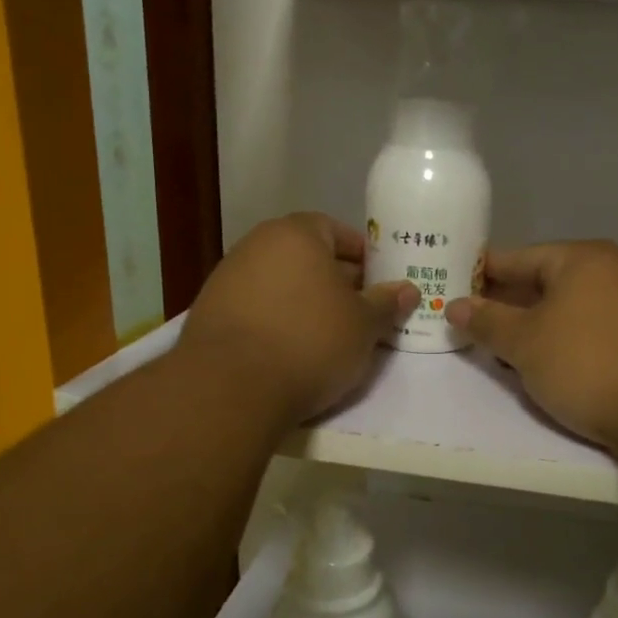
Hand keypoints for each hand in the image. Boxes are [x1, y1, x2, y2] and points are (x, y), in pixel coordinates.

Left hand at [179, 213, 418, 424]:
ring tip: (328, 333)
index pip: (335, 229)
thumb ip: (386, 303)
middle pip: (305, 256)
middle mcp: (257, 245)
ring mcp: (228, 278)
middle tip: (360, 309)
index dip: (361, 253)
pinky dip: (277, 320)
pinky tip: (291, 348)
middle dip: (335, 279)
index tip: (378, 279)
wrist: (231, 387)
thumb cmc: (310, 342)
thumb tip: (408, 289)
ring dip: (305, 301)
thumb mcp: (363, 325)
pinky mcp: (210, 312)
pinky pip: (257, 307)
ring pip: (280, 283)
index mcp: (297, 234)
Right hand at [446, 241, 617, 457]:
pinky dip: (565, 343)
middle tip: (472, 325)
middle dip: (508, 305)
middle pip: (546, 282)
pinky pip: (592, 331)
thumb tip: (455, 305)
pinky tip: (549, 366)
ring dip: (536, 328)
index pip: (518, 258)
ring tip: (503, 351)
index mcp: (582, 259)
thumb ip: (487, 321)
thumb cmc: (587, 363)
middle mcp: (613, 271)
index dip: (482, 274)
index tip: (453, 289)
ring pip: (570, 310)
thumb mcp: (525, 343)